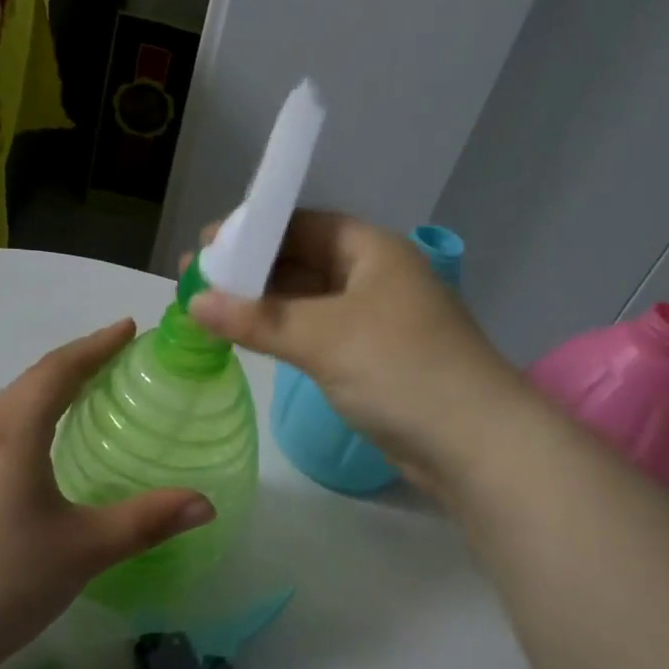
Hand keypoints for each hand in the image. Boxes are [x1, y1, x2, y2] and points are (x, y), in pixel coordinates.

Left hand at [0, 321, 214, 668]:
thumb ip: (147, 520)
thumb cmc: (6, 581)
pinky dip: (34, 411)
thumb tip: (206, 503)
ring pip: (14, 401)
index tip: (129, 328)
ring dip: (53, 384)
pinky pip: (2, 425)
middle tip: (119, 353)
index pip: (58, 371)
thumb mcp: (85, 549)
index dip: (96, 346)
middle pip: (34, 379)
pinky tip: (48, 436)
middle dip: (78, 359)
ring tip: (90, 385)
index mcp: (12, 434)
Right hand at [186, 212, 521, 484]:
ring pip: (307, 301)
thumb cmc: (402, 370)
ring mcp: (374, 320)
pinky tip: (248, 339)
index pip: (301, 225)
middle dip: (249, 271)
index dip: (251, 232)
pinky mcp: (372, 359)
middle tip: (195, 282)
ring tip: (208, 310)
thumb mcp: (325, 337)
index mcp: (372, 250)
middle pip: (301, 261)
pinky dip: (282, 333)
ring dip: (262, 305)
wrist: (475, 443)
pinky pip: (316, 333)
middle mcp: (374, 276)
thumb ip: (258, 319)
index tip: (205, 247)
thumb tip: (193, 302)